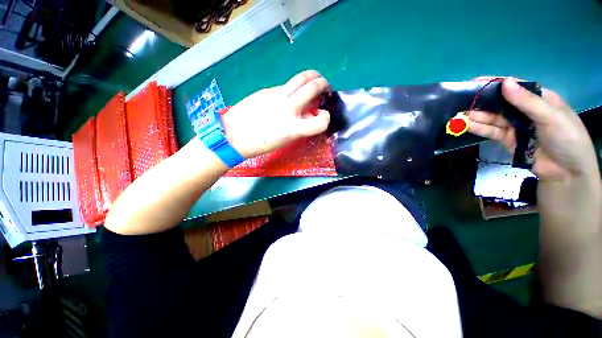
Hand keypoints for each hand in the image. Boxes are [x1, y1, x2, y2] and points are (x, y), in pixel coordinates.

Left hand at [221, 70, 330, 158]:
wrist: (233, 135)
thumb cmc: (260, 144)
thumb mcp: (285, 139)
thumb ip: (300, 126)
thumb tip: (309, 114)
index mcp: (293, 128)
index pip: (321, 121)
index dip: (326, 118)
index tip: (322, 116)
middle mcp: (288, 108)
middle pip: (314, 86)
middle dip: (324, 84)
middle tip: (325, 88)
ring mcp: (276, 95)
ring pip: (301, 77)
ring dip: (312, 77)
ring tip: (313, 82)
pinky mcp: (267, 90)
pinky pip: (285, 85)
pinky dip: (293, 88)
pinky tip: (288, 96)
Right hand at [468, 77, 598, 181]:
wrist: (566, 173)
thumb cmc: (567, 139)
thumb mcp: (551, 117)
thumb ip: (527, 102)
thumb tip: (505, 82)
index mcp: (539, 100)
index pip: (515, 87)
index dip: (495, 83)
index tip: (474, 82)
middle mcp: (525, 111)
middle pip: (500, 103)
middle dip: (481, 102)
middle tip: (460, 101)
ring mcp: (515, 126)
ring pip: (493, 118)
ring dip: (476, 116)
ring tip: (457, 115)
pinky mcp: (508, 140)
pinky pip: (491, 132)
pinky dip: (479, 128)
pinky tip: (466, 125)